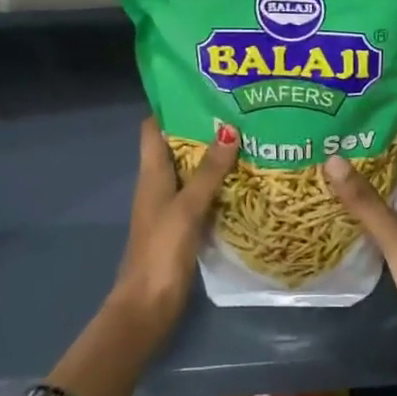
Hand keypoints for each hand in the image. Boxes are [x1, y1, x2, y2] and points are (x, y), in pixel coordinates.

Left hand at [114, 117, 237, 328]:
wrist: (148, 305)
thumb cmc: (161, 250)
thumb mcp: (187, 207)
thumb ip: (208, 172)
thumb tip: (229, 129)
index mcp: (151, 173)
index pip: (153, 128)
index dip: (172, 106)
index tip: (201, 90)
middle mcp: (158, 184)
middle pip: (176, 145)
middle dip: (202, 128)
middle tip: (238, 111)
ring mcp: (170, 206)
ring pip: (191, 170)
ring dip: (213, 157)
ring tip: (248, 138)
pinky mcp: (183, 226)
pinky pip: (202, 195)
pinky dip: (218, 184)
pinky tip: (244, 180)